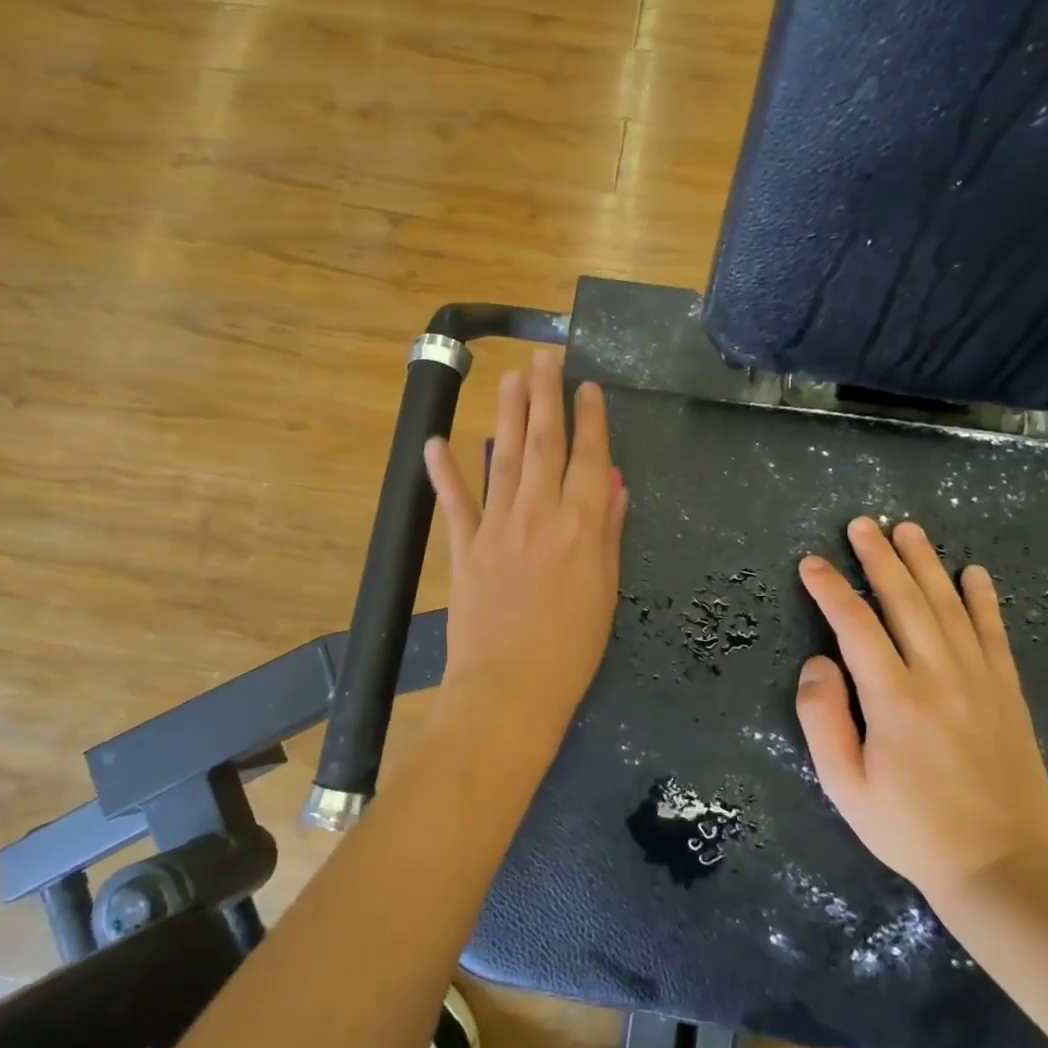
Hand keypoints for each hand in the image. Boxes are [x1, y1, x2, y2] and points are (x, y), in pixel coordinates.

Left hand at [424, 353, 628, 744]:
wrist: (511, 689)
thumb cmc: (571, 649)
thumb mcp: (605, 591)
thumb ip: (607, 532)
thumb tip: (610, 483)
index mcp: (581, 525)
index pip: (588, 457)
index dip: (590, 419)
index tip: (589, 387)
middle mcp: (538, 513)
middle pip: (543, 443)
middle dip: (545, 396)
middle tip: (544, 358)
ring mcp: (496, 527)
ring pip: (503, 458)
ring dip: (507, 414)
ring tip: (510, 377)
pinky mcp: (463, 547)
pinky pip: (454, 502)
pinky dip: (444, 471)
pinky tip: (437, 441)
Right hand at [796, 517, 1047, 910]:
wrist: (1000, 870)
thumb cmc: (909, 829)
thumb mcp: (844, 786)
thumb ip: (822, 718)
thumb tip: (819, 662)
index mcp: (894, 699)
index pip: (855, 626)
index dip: (831, 589)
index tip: (812, 562)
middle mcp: (939, 678)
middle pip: (906, 602)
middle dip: (880, 558)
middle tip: (862, 523)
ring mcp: (981, 683)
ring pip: (950, 608)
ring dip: (927, 565)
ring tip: (909, 530)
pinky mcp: (1009, 696)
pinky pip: (994, 636)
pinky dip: (984, 601)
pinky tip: (975, 573)